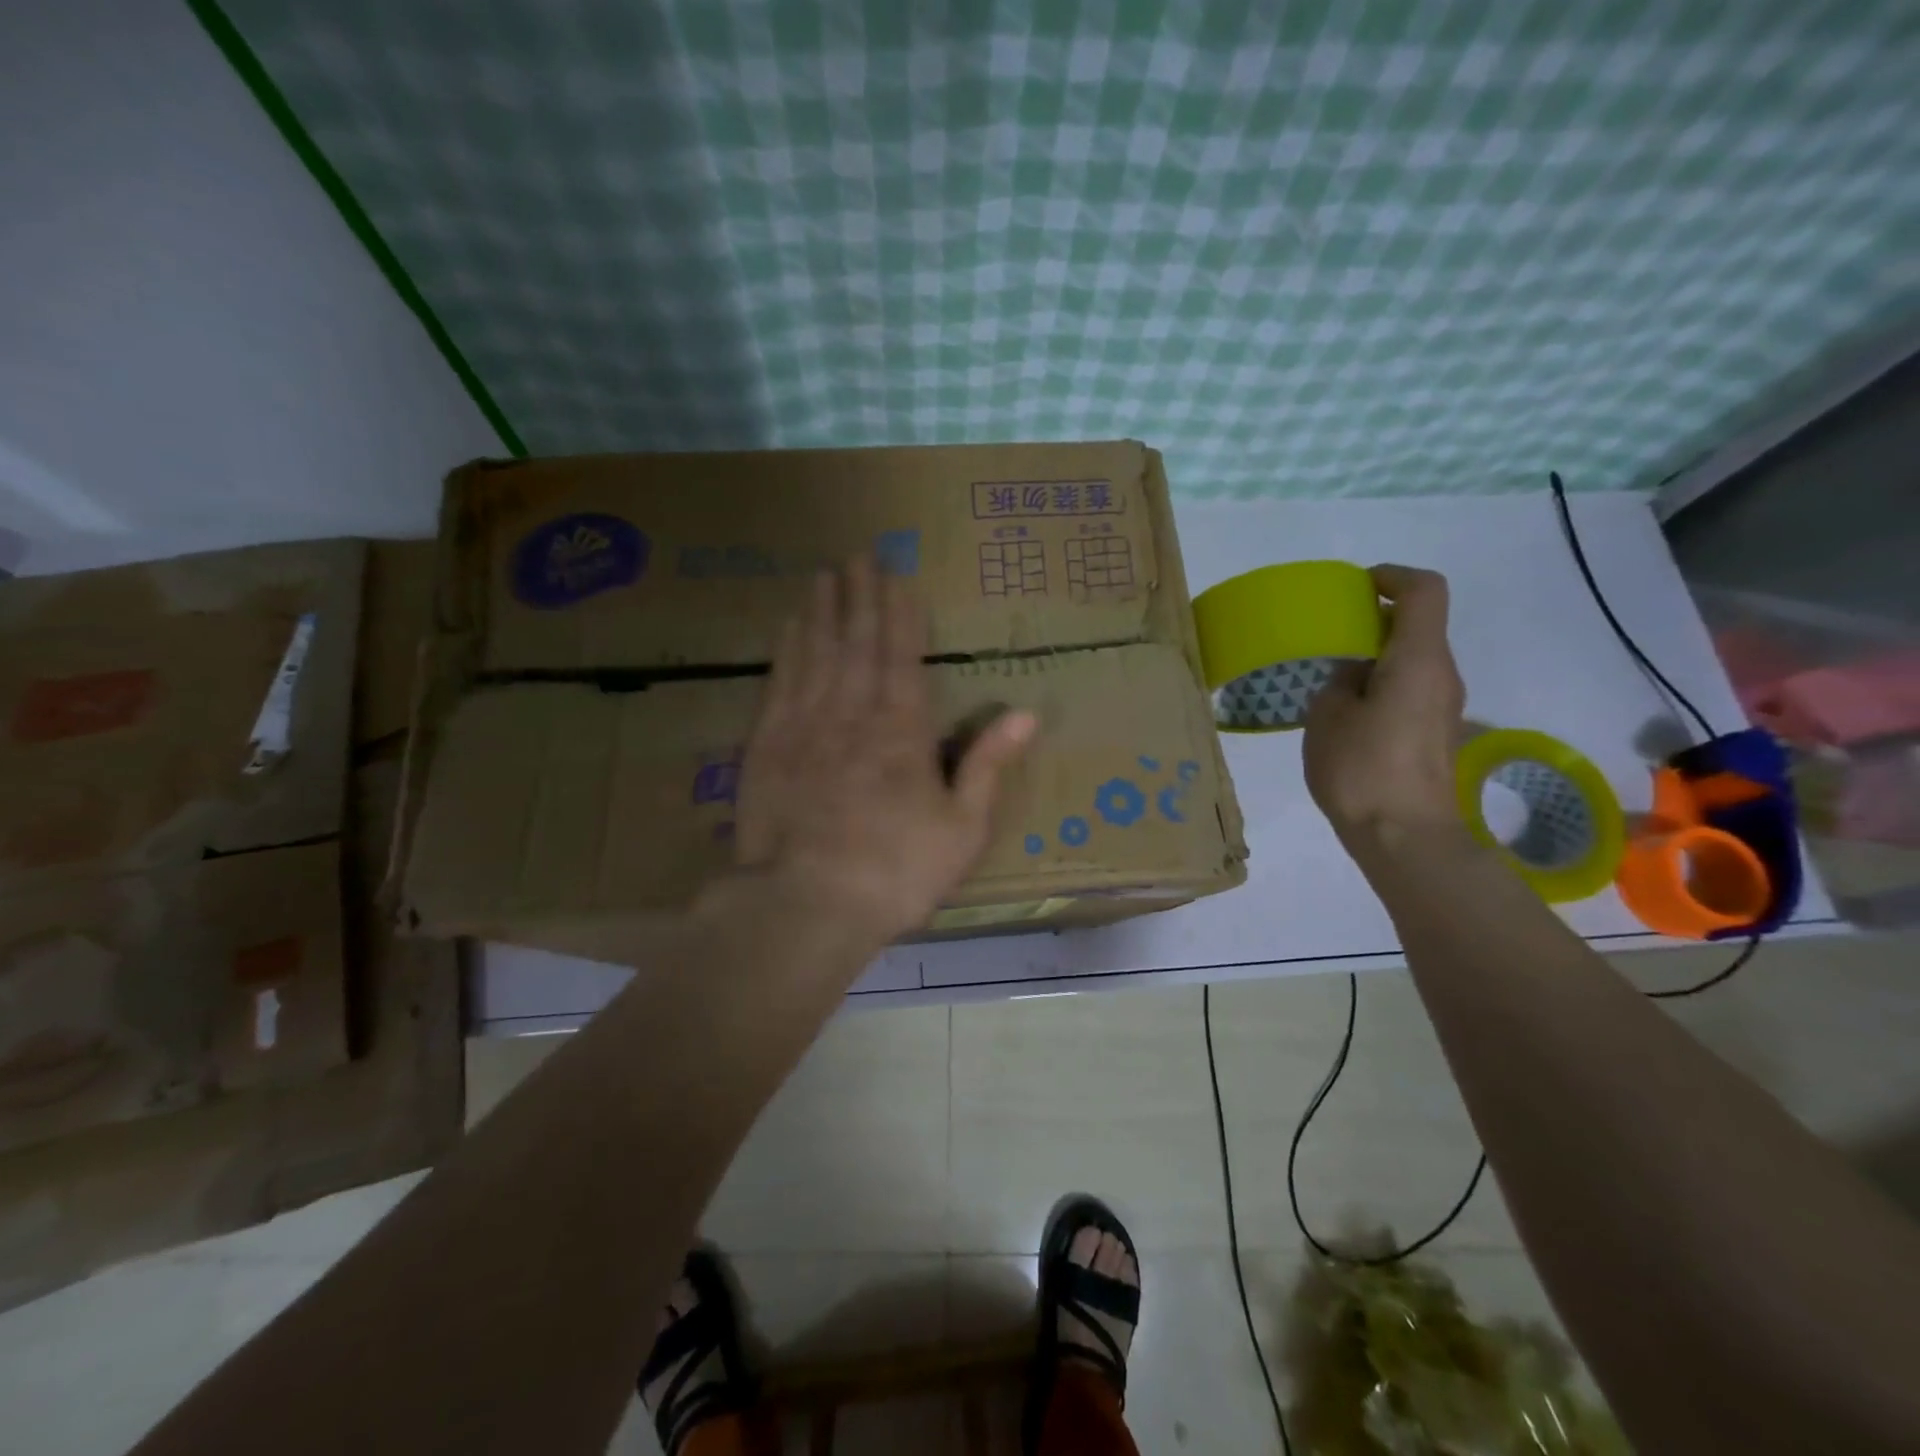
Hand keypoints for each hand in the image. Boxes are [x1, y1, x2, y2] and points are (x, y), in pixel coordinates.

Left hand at [731, 556, 1036, 942]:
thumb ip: (988, 765)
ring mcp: (805, 725)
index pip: (903, 656)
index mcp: (903, 731)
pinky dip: (786, 651)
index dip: (901, 613)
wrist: (805, 905)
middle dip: (860, 596)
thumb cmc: (896, 872)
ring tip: (824, 575)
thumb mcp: (962, 828)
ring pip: (815, 653)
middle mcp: (853, 713)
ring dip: (821, 611)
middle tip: (857, 555)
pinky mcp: (766, 745)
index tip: (897, 575)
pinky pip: (779, 683)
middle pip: (857, 642)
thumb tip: (1026, 714)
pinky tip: (788, 628)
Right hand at [1303, 564, 1465, 843]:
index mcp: (1419, 660)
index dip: (1393, 577)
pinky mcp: (1437, 734)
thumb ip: (1340, 681)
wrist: (1406, 838)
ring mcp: (1445, 707)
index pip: (1424, 591)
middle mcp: (1443, 675)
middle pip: (1419, 626)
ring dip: (1378, 657)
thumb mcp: (1328, 716)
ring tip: (1333, 678)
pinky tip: (1349, 713)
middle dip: (1376, 620)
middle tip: (1331, 636)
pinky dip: (1383, 685)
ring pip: (1414, 660)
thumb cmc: (1362, 770)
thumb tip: (1357, 674)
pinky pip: (1412, 689)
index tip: (1358, 587)